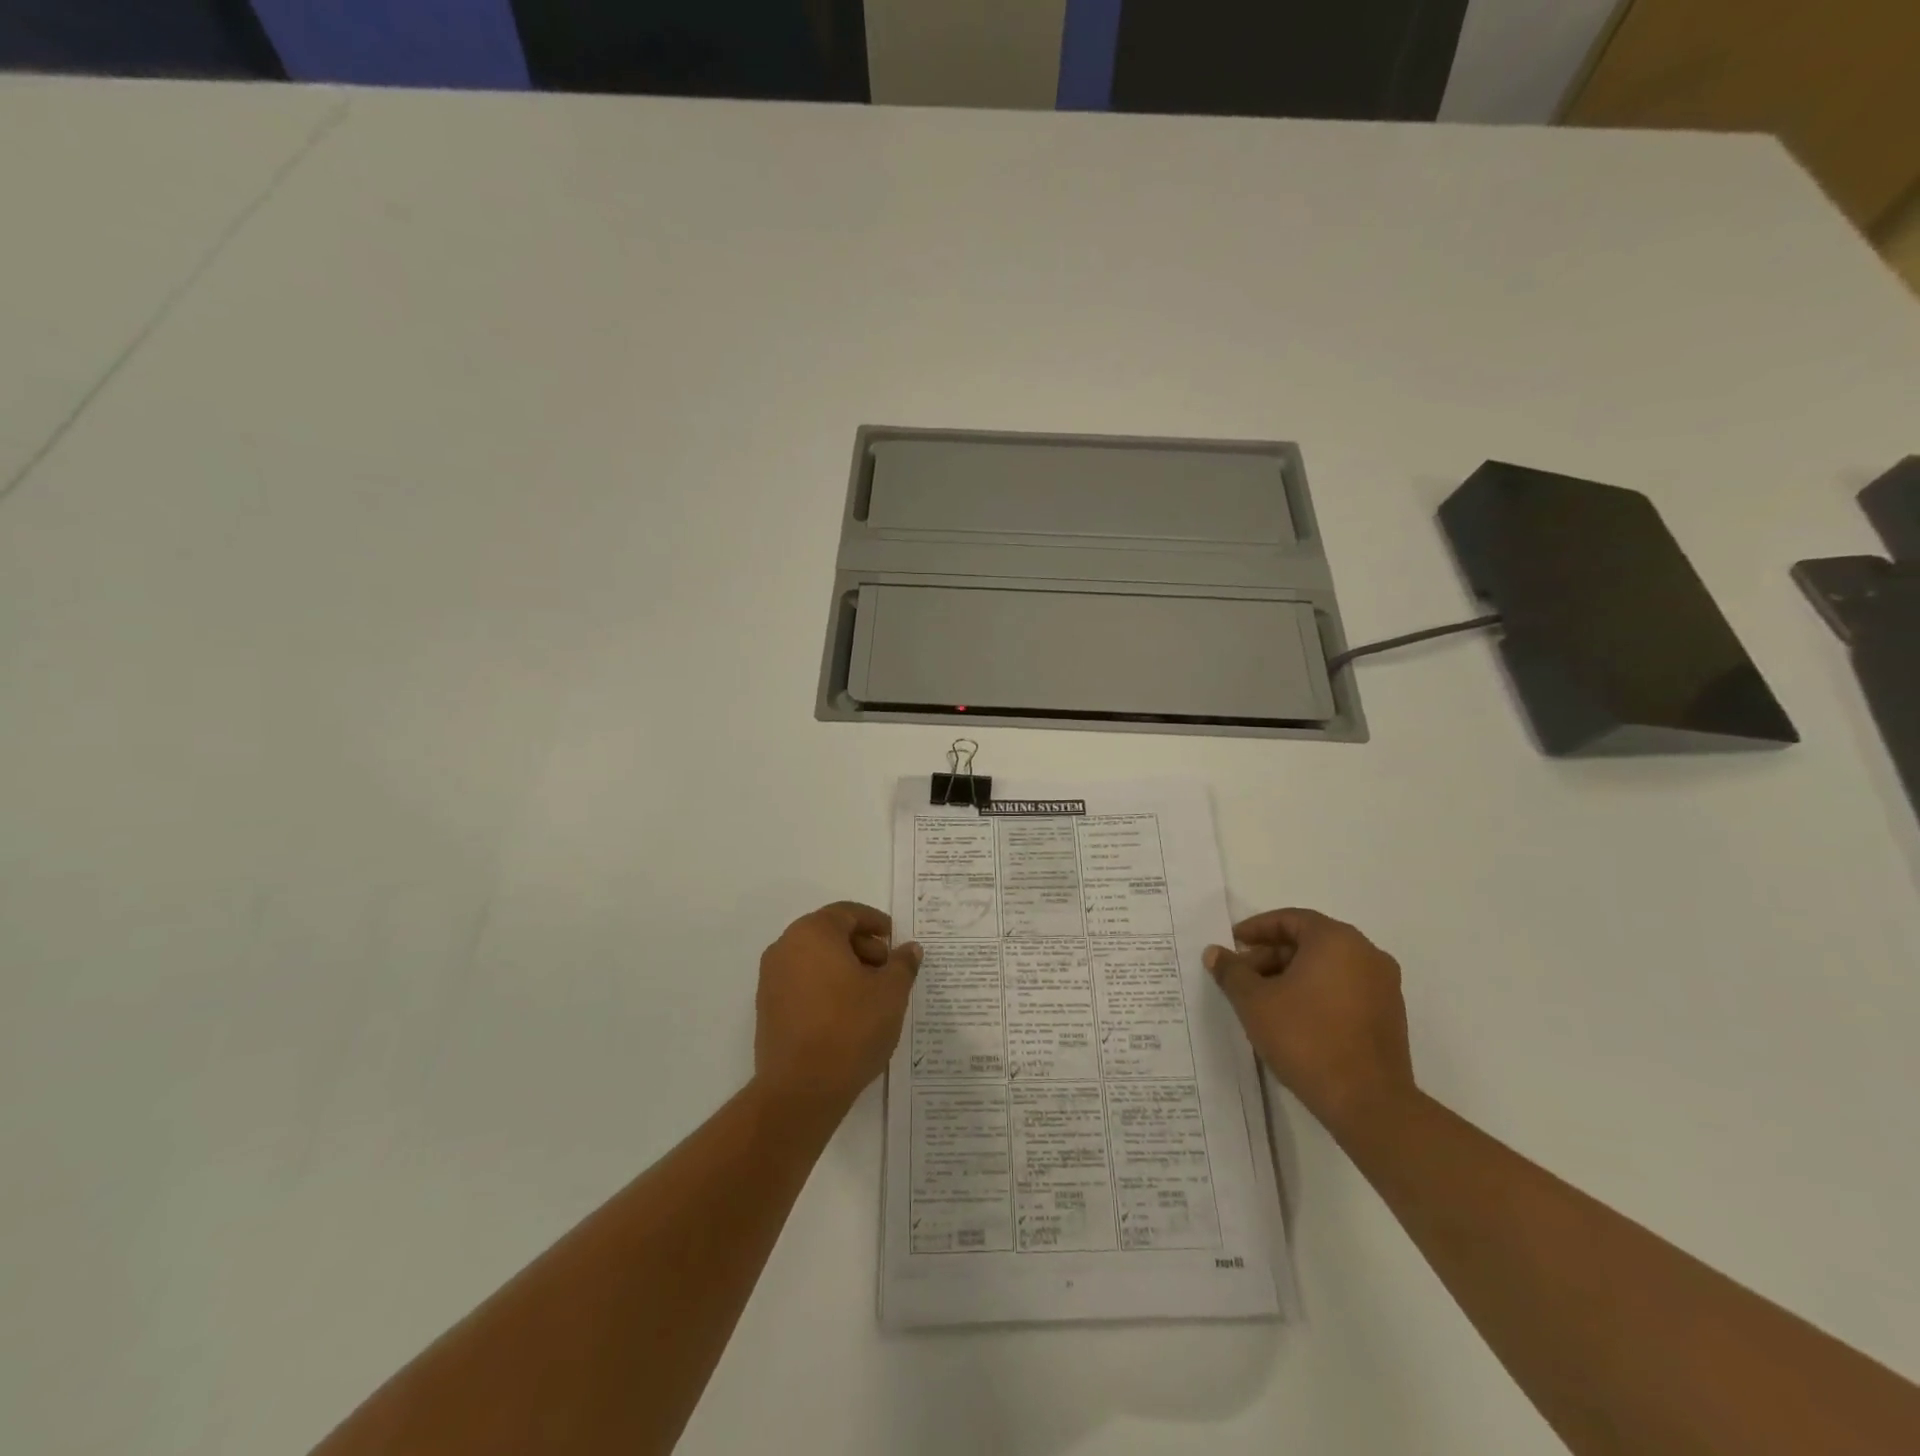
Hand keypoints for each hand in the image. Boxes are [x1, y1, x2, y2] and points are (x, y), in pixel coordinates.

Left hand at [754, 901, 919, 1121]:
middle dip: (862, 946)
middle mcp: (786, 947)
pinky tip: (847, 1013)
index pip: (847, 913)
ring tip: (871, 995)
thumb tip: (909, 949)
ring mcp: (771, 979)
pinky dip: (826, 986)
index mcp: (813, 932)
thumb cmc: (850, 1028)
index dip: (875, 922)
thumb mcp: (891, 993)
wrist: (800, 1089)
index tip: (894, 939)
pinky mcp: (767, 1008)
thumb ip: (902, 964)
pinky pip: (802, 983)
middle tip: (888, 969)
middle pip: (829, 933)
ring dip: (844, 967)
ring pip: (815, 959)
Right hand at [1205, 909, 1414, 1136]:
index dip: (1256, 929)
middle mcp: (1367, 954)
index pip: (1290, 920)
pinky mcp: (1390, 1016)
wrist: (1368, 1103)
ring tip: (1262, 1000)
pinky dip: (1316, 992)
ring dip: (1292, 975)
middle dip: (1271, 955)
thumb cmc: (1306, 1038)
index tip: (1232, 943)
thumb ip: (1232, 972)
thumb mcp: (1254, 1001)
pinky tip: (1292, 1018)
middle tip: (1242, 976)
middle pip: (1309, 942)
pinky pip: (1344, 989)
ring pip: (1327, 967)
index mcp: (1336, 940)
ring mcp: (1383, 986)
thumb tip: (1215, 952)